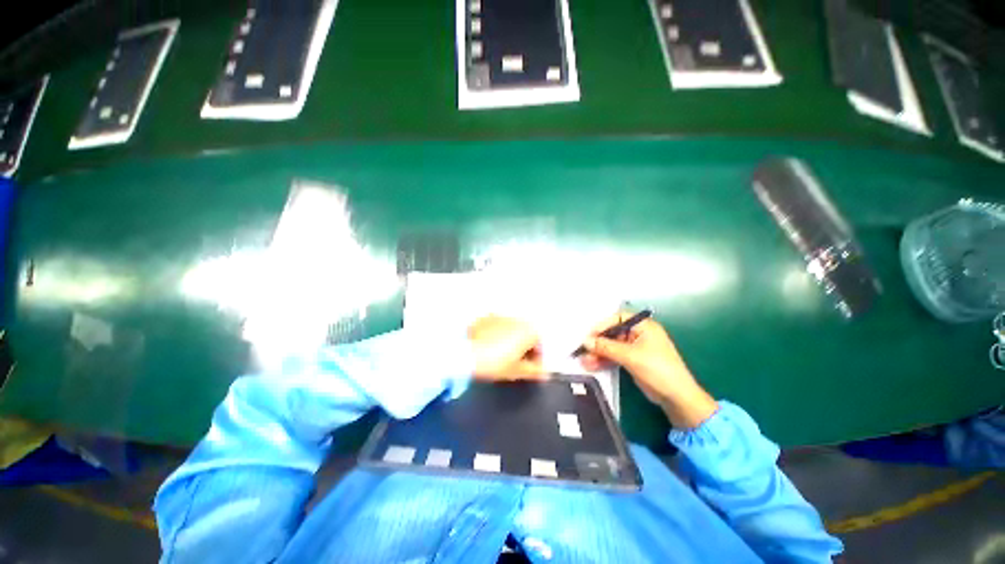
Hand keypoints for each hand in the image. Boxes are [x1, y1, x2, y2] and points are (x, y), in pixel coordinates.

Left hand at [468, 315, 546, 380]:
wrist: (466, 352)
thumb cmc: (495, 363)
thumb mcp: (517, 371)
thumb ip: (534, 372)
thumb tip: (544, 373)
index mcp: (530, 331)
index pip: (539, 347)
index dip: (536, 361)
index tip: (529, 370)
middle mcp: (518, 319)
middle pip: (526, 335)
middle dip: (523, 348)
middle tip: (515, 363)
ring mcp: (501, 315)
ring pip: (511, 330)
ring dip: (510, 340)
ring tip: (500, 355)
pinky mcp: (486, 317)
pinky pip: (497, 327)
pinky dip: (496, 335)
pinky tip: (488, 346)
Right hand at [580, 312, 716, 428]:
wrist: (677, 397)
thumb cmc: (658, 369)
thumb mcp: (630, 356)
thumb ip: (606, 347)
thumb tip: (586, 341)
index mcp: (643, 326)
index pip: (617, 319)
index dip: (601, 325)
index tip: (588, 335)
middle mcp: (638, 334)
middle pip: (613, 333)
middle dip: (598, 343)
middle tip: (583, 350)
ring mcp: (635, 348)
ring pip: (612, 346)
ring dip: (598, 353)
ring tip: (584, 361)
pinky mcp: (632, 360)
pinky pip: (614, 356)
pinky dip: (604, 360)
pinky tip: (592, 365)